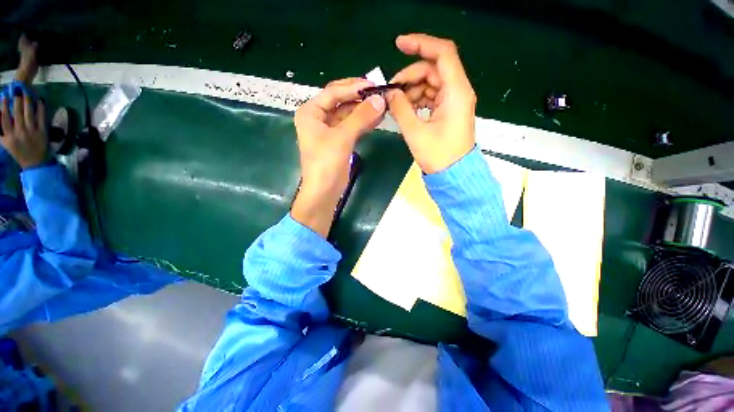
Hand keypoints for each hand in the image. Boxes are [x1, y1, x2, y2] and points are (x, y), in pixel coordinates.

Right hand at [1, 93, 47, 168]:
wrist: (35, 163)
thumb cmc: (19, 152)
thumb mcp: (7, 143)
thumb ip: (2, 132)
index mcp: (9, 136)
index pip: (5, 119)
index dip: (4, 107)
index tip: (4, 97)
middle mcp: (20, 133)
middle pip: (17, 113)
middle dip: (17, 100)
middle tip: (18, 90)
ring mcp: (31, 132)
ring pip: (29, 113)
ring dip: (28, 102)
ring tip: (27, 92)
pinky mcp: (42, 132)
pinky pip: (41, 118)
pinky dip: (41, 108)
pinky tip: (40, 100)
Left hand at [291, 78, 385, 236]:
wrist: (324, 192)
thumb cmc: (326, 164)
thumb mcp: (342, 138)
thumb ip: (360, 117)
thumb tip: (380, 99)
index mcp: (311, 112)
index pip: (333, 92)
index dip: (353, 87)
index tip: (374, 85)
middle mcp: (318, 118)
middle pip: (341, 101)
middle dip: (360, 98)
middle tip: (381, 94)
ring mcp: (329, 131)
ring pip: (348, 114)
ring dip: (364, 110)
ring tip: (383, 105)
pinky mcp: (339, 142)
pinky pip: (352, 127)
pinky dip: (364, 123)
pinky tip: (377, 118)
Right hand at [387, 34, 475, 173]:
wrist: (453, 175)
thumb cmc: (437, 156)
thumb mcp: (415, 132)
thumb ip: (401, 109)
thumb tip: (390, 94)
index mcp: (456, 92)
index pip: (442, 53)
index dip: (421, 44)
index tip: (399, 44)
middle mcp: (458, 91)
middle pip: (433, 69)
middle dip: (410, 76)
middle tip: (391, 92)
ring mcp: (453, 101)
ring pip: (430, 83)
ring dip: (412, 90)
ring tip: (396, 105)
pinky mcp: (448, 110)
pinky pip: (431, 96)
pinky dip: (417, 100)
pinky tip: (405, 110)